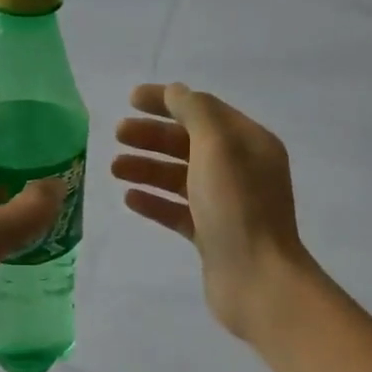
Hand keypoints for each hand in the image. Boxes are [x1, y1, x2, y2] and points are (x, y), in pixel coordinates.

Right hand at [112, 82, 313, 339]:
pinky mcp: (213, 236)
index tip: (130, 100)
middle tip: (117, 135)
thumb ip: (195, 113)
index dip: (167, 101)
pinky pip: (179, 211)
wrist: (257, 279)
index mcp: (249, 143)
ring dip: (148, 168)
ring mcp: (227, 205)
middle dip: (153, 136)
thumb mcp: (216, 147)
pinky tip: (130, 199)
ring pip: (181, 178)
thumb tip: (176, 92)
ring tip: (114, 168)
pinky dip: (156, 202)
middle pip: (190, 143)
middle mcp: (241, 170)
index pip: (204, 110)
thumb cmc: (237, 207)